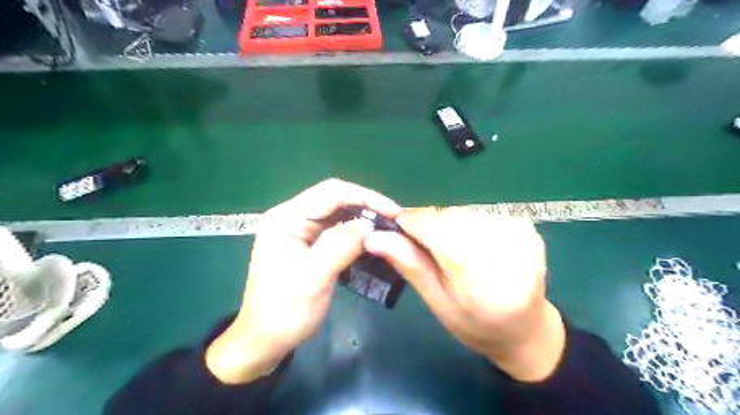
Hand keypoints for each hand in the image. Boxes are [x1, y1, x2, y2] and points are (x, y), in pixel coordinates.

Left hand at [204, 177, 402, 383]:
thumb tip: (369, 224)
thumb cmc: (284, 312)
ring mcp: (300, 231)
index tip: (393, 212)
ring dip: (364, 220)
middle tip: (395, 221)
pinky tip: (372, 241)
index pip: (331, 193)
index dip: (365, 197)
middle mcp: (293, 217)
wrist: (265, 341)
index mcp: (286, 219)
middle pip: (335, 200)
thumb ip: (339, 246)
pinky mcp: (309, 244)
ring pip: (339, 215)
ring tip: (388, 229)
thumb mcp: (313, 279)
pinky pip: (337, 230)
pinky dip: (356, 234)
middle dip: (367, 207)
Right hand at [365, 208, 567, 382]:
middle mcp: (502, 246)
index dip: (410, 223)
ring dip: (449, 224)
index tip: (397, 230)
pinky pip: (482, 212)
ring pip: (463, 211)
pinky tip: (473, 244)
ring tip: (451, 250)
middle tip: (426, 247)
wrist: (525, 330)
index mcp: (477, 274)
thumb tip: (374, 237)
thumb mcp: (436, 302)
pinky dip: (469, 224)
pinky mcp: (526, 227)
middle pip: (448, 216)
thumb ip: (410, 264)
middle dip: (429, 225)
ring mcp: (519, 233)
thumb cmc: (475, 324)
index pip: (433, 226)